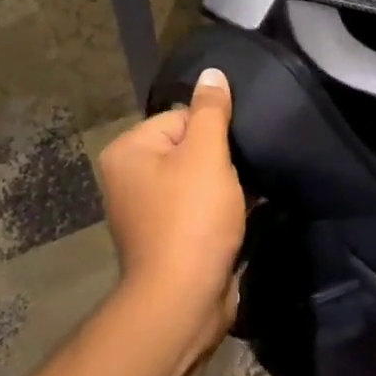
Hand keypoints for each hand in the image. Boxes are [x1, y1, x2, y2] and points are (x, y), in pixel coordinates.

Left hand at [96, 69, 246, 344]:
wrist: (184, 303)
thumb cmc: (191, 219)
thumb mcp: (206, 154)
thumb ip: (211, 110)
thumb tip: (212, 72)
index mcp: (128, 151)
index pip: (180, 117)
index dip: (214, 131)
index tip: (235, 151)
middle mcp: (129, 177)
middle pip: (189, 147)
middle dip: (221, 159)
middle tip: (244, 174)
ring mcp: (147, 211)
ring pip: (198, 179)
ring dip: (225, 186)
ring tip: (247, 195)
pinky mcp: (168, 238)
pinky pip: (198, 208)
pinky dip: (220, 209)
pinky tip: (244, 215)